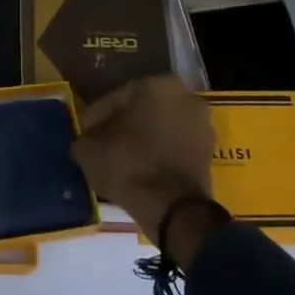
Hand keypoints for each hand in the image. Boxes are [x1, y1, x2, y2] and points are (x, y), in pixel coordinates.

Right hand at [72, 75, 215, 243]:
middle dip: (123, 126)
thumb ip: (85, 136)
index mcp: (158, 84)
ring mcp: (202, 125)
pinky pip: (174, 148)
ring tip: (121, 161)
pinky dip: (159, 155)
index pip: (116, 98)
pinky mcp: (209, 153)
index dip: (96, 118)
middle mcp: (185, 96)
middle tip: (102, 146)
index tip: (85, 135)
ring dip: (143, 141)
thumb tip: (88, 139)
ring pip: (161, 129)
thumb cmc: (129, 165)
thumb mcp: (90, 149)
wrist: (174, 209)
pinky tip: (141, 171)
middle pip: (142, 111)